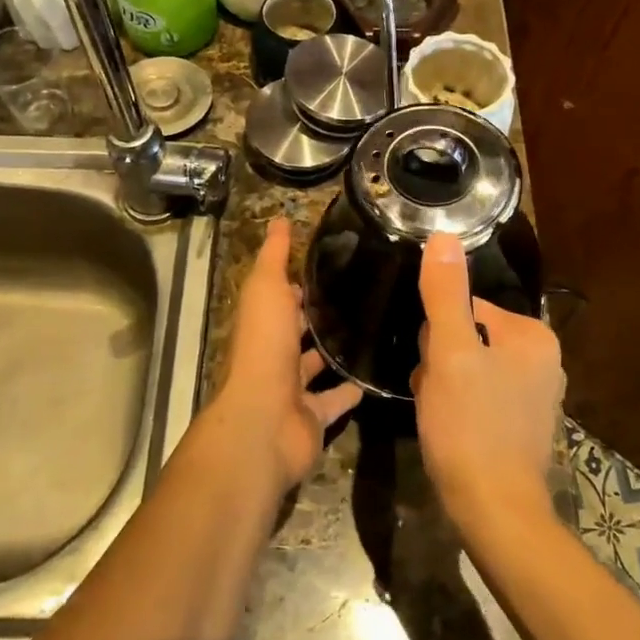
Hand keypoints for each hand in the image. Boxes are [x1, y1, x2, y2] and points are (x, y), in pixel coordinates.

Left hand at [206, 218, 361, 491]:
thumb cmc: (264, 348)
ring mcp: (293, 389)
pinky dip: (353, 391)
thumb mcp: (266, 290)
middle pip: (299, 332)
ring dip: (337, 353)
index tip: (332, 264)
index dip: (300, 282)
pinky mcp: (314, 417)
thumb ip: (274, 257)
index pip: (282, 298)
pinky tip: (377, 375)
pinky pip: (336, 401)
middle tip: (362, 296)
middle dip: (321, 317)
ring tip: (374, 330)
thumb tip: (279, 219)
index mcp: (263, 324)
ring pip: (318, 366)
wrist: (265, 420)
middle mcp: (275, 355)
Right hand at [412, 232, 564, 530]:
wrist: (494, 511)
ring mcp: (536, 395)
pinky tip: (449, 429)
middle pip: (468, 338)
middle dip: (442, 361)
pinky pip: (479, 396)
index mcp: (533, 336)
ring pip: (469, 368)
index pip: (466, 309)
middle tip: (435, 393)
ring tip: (439, 414)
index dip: (438, 336)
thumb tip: (444, 235)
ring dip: (444, 384)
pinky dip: (459, 407)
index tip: (432, 367)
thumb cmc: (471, 427)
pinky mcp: (524, 425)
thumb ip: (446, 294)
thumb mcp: (450, 354)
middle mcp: (544, 360)